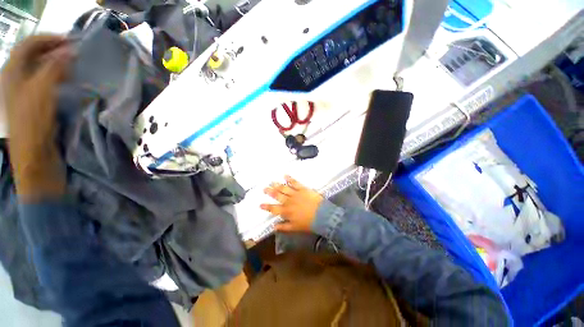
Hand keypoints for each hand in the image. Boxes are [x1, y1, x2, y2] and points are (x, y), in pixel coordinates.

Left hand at [2, 35, 70, 198]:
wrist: (35, 156)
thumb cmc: (33, 124)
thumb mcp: (41, 92)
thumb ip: (54, 67)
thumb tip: (71, 50)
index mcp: (12, 73)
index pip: (29, 44)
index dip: (50, 39)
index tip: (72, 41)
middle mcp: (16, 79)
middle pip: (35, 55)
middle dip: (55, 50)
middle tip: (76, 52)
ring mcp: (25, 92)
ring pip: (41, 68)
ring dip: (58, 64)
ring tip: (75, 65)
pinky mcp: (35, 104)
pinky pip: (46, 82)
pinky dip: (58, 77)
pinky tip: (70, 80)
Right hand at [260, 176, 323, 232]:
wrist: (322, 215)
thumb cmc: (308, 223)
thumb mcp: (295, 228)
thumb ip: (284, 227)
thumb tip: (274, 226)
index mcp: (286, 211)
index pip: (273, 208)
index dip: (266, 206)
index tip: (260, 204)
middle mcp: (288, 201)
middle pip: (277, 195)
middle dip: (270, 192)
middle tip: (264, 188)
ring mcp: (295, 193)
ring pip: (284, 188)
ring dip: (277, 185)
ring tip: (272, 182)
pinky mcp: (302, 188)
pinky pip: (294, 182)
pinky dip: (289, 178)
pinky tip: (285, 175)